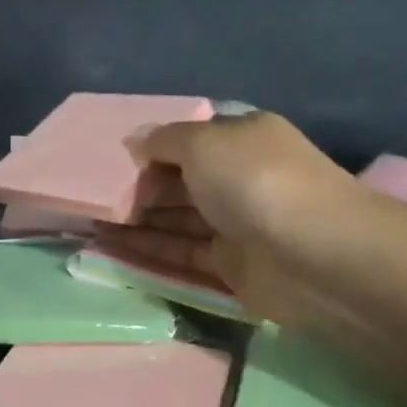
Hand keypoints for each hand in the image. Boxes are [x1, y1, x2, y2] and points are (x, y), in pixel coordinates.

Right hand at [97, 112, 363, 328]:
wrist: (319, 256)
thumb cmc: (256, 181)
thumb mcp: (203, 142)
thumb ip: (163, 140)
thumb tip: (135, 140)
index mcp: (241, 138)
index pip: (187, 139)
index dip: (149, 147)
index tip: (108, 158)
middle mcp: (240, 177)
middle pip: (178, 180)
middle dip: (136, 187)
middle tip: (89, 195)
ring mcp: (237, 224)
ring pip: (177, 219)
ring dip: (136, 220)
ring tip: (88, 222)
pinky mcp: (233, 267)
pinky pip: (182, 254)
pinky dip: (149, 250)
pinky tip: (109, 248)